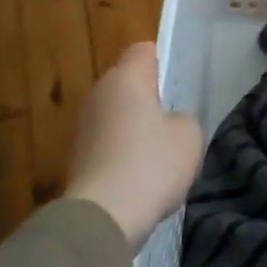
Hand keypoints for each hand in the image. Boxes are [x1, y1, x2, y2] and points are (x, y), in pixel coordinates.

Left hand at [64, 44, 203, 250]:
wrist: (104, 216)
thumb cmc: (151, 164)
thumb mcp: (189, 135)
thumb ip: (183, 118)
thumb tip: (169, 122)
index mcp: (126, 78)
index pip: (144, 50)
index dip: (165, 61)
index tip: (181, 84)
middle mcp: (98, 93)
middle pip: (128, 83)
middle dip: (151, 97)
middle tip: (176, 119)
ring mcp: (83, 126)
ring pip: (117, 113)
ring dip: (136, 126)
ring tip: (161, 152)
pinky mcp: (77, 156)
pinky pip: (109, 141)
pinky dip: (123, 152)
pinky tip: (142, 175)